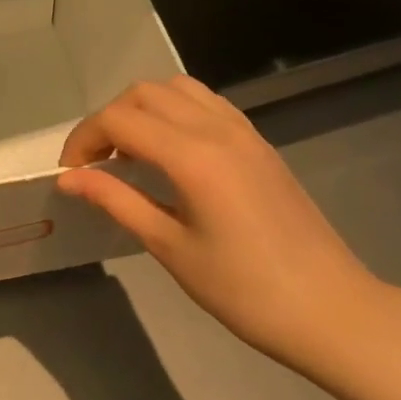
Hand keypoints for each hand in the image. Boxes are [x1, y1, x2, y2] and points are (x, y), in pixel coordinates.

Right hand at [57, 76, 386, 372]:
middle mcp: (217, 129)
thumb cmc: (244, 290)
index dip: (83, 139)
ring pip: (176, 89)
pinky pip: (206, 103)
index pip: (118, 119)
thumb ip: (116, 202)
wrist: (332, 311)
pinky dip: (174, 112)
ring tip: (131, 153)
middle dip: (108, 120)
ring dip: (142, 109)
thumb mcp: (170, 248)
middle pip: (143, 93)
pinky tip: (171, 152)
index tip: (71, 174)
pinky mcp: (259, 142)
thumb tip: (69, 179)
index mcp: (192, 156)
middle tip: (96, 164)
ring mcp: (243, 132)